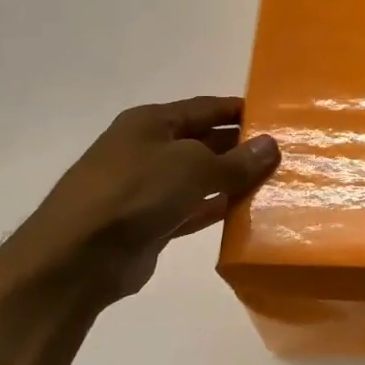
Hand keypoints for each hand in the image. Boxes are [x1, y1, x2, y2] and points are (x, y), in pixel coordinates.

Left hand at [0, 97, 278, 304]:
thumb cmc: (136, 193)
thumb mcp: (194, 167)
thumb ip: (236, 160)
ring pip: (201, 178)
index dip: (239, 110)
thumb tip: (271, 145)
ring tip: (276, 182)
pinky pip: (194, 209)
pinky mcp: (151, 223)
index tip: (276, 117)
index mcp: (151, 122)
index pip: (205, 108)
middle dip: (241, 147)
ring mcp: (147, 188)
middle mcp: (148, 149)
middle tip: (285, 154)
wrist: (79, 257)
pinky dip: (218, 208)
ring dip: (233, 180)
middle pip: (204, 141)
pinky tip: (248, 212)